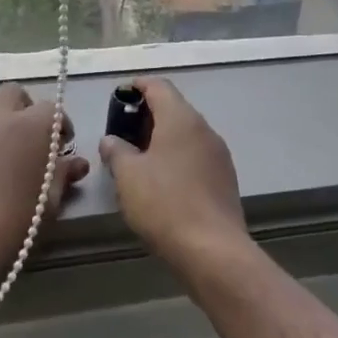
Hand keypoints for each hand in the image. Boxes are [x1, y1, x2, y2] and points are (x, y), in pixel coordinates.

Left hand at [0, 83, 87, 314]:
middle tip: (35, 141)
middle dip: (28, 110)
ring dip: (4, 118)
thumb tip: (76, 163)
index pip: (53, 110)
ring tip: (11, 152)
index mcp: (31, 125)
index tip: (63, 147)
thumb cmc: (16, 226)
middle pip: (15, 94)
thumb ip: (63, 175)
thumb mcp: (50, 204)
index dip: (61, 126)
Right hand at [98, 76, 249, 279]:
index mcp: (180, 118)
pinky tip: (163, 181)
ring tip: (139, 158)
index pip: (159, 86)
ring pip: (186, 134)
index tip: (119, 97)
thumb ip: (116, 151)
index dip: (137, 86)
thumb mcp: (127, 175)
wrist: (213, 251)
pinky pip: (196, 156)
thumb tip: (111, 140)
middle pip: (174, 108)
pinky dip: (177, 157)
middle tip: (123, 132)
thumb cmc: (164, 203)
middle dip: (148, 115)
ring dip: (163, 138)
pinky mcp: (225, 179)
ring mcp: (219, 154)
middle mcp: (204, 129)